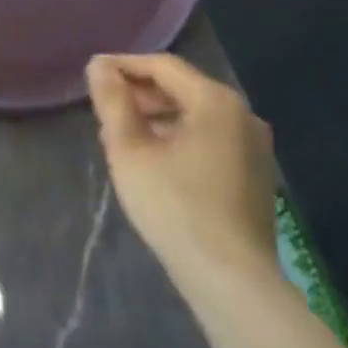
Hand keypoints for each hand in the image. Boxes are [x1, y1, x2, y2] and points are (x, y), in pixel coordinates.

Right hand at [86, 53, 279, 294]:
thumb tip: (98, 66)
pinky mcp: (255, 175)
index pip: (162, 66)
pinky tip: (154, 159)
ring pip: (195, 115)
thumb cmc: (176, 207)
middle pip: (182, 88)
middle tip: (104, 107)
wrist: (233, 282)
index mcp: (215, 101)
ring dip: (157, 117)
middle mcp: (242, 114)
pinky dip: (179, 137)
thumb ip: (113, 102)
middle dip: (140, 93)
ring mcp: (254, 146)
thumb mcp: (130, 150)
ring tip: (121, 135)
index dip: (123, 65)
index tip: (92, 74)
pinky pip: (210, 138)